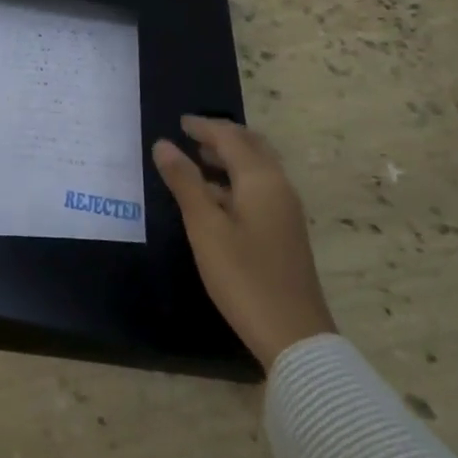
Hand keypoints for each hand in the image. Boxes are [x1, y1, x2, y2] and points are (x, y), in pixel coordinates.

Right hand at [153, 116, 336, 369]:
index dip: (204, 127)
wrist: (293, 335)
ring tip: (198, 160)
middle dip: (222, 137)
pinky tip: (215, 197)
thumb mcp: (205, 227)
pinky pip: (260, 189)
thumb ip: (185, 182)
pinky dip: (237, 180)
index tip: (179, 122)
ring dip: (230, 158)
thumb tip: (163, 144)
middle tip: (191, 135)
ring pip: (258, 169)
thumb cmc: (243, 276)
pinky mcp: (285, 232)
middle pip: (252, 147)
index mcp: (261, 180)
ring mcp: (286, 211)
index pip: (230, 138)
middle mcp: (279, 187)